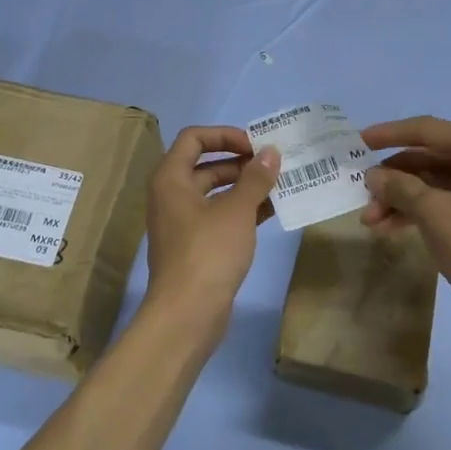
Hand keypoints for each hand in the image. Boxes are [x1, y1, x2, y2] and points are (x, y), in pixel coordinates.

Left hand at [142, 127, 279, 344]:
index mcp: (171, 178)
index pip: (194, 138)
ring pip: (214, 192)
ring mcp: (181, 222)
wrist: (187, 314)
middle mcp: (171, 195)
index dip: (225, 135)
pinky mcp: (194, 245)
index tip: (255, 145)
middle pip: (205, 165)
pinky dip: (241, 210)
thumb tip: (271, 152)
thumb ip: (255, 178)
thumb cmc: (208, 253)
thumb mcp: (237, 211)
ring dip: (244, 187)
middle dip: (240, 163)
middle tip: (274, 166)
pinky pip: (218, 216)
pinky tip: (271, 212)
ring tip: (279, 187)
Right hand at [361, 116, 450, 338]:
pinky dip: (417, 210)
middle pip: (429, 157)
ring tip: (370, 220)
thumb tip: (372, 175)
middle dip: (393, 177)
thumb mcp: (434, 214)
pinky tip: (389, 227)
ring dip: (401, 197)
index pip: (428, 130)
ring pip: (433, 181)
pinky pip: (444, 200)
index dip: (389, 134)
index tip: (357, 141)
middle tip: (361, 193)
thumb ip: (400, 187)